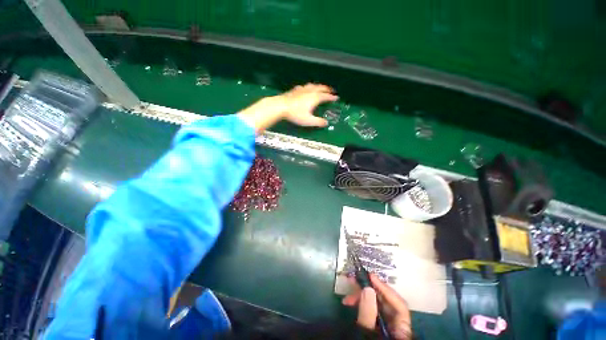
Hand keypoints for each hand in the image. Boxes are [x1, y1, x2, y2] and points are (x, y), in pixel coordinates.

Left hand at [278, 83, 337, 126]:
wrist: (280, 106)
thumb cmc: (295, 113)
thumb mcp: (308, 120)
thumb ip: (318, 122)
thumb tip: (325, 123)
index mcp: (314, 98)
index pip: (326, 96)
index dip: (331, 97)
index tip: (336, 98)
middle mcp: (309, 91)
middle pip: (320, 88)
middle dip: (327, 89)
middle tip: (331, 90)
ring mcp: (301, 90)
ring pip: (312, 85)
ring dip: (318, 86)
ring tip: (320, 87)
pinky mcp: (294, 90)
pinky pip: (304, 87)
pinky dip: (308, 87)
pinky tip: (305, 88)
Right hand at [343, 274, 411, 339]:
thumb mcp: (367, 335)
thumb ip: (368, 314)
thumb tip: (368, 288)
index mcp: (402, 332)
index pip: (400, 306)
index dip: (386, 289)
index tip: (370, 276)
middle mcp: (397, 327)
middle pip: (387, 303)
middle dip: (370, 291)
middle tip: (354, 281)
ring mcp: (387, 326)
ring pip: (378, 305)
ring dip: (362, 297)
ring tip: (347, 297)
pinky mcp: (378, 326)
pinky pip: (372, 310)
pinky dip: (361, 304)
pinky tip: (350, 303)